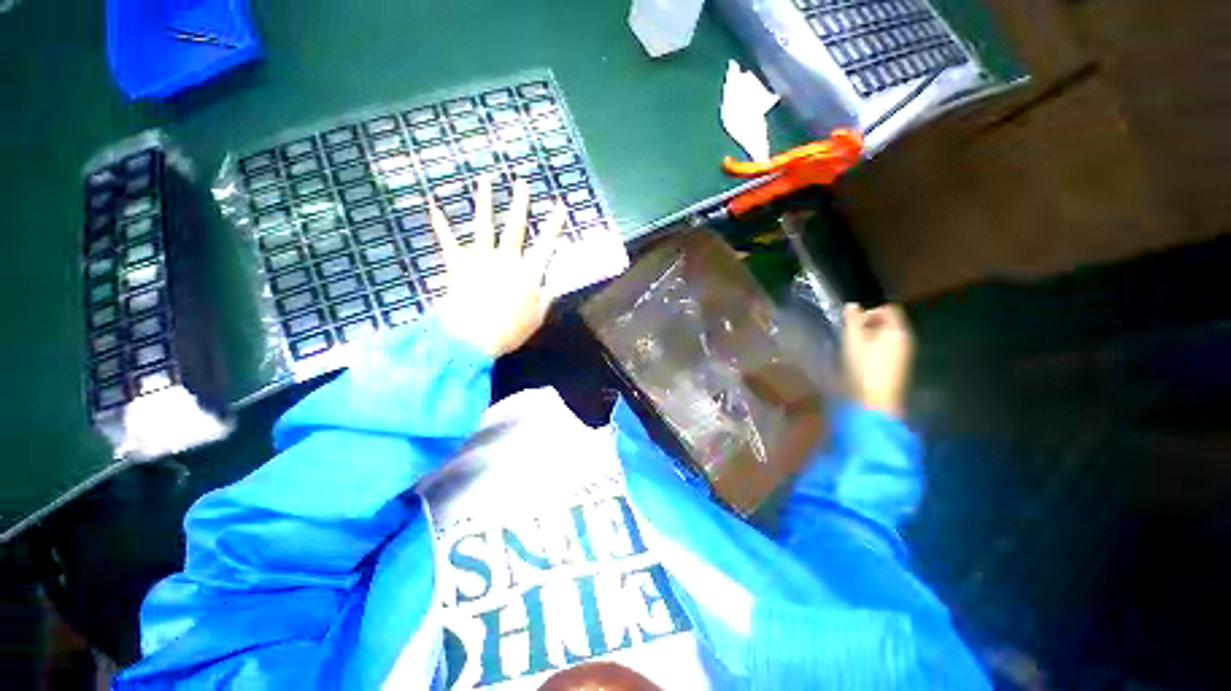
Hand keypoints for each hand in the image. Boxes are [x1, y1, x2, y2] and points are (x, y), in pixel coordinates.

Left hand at [428, 175, 566, 357]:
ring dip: (484, 200)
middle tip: (522, 183)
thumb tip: (557, 277)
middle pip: (515, 227)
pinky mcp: (457, 263)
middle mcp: (506, 258)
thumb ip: (548, 294)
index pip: (545, 244)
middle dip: (520, 204)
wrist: (472, 336)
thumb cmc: (510, 329)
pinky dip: (440, 223)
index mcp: (527, 272)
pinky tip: (434, 205)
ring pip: (484, 224)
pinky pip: (448, 239)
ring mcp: (480, 258)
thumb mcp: (537, 315)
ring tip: (485, 179)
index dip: (554, 225)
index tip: (560, 206)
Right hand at [842, 303, 914, 417]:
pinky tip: (860, 359)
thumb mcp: (853, 340)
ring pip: (886, 336)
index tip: (854, 321)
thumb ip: (852, 321)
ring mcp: (903, 354)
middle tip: (850, 333)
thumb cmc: (863, 367)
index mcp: (898, 330)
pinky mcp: (898, 366)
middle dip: (868, 324)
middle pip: (888, 322)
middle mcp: (905, 339)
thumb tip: (852, 305)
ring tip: (853, 346)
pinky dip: (874, 348)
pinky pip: (886, 349)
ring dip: (869, 337)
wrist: (874, 401)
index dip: (871, 310)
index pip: (889, 309)